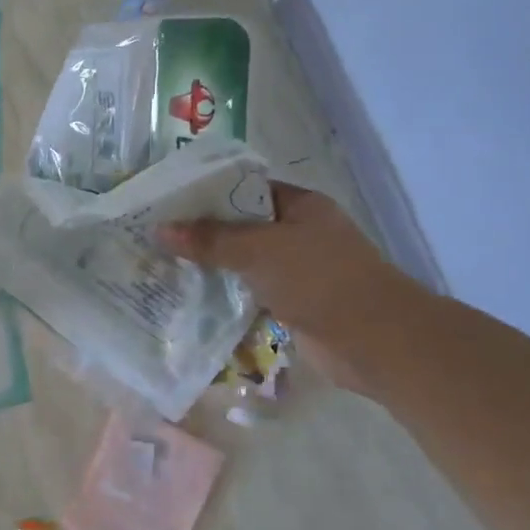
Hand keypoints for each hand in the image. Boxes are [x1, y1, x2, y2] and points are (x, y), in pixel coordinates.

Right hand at [159, 184, 427, 396]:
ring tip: (162, 266)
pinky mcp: (292, 304)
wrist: (374, 341)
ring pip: (244, 263)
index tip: (167, 202)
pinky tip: (189, 299)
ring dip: (211, 268)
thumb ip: (210, 240)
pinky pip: (250, 293)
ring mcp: (297, 271)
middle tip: (154, 236)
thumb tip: (160, 229)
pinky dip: (226, 296)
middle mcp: (299, 233)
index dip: (207, 193)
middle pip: (241, 227)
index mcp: (300, 205)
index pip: (245, 189)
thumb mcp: (259, 250)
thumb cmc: (320, 279)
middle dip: (202, 233)